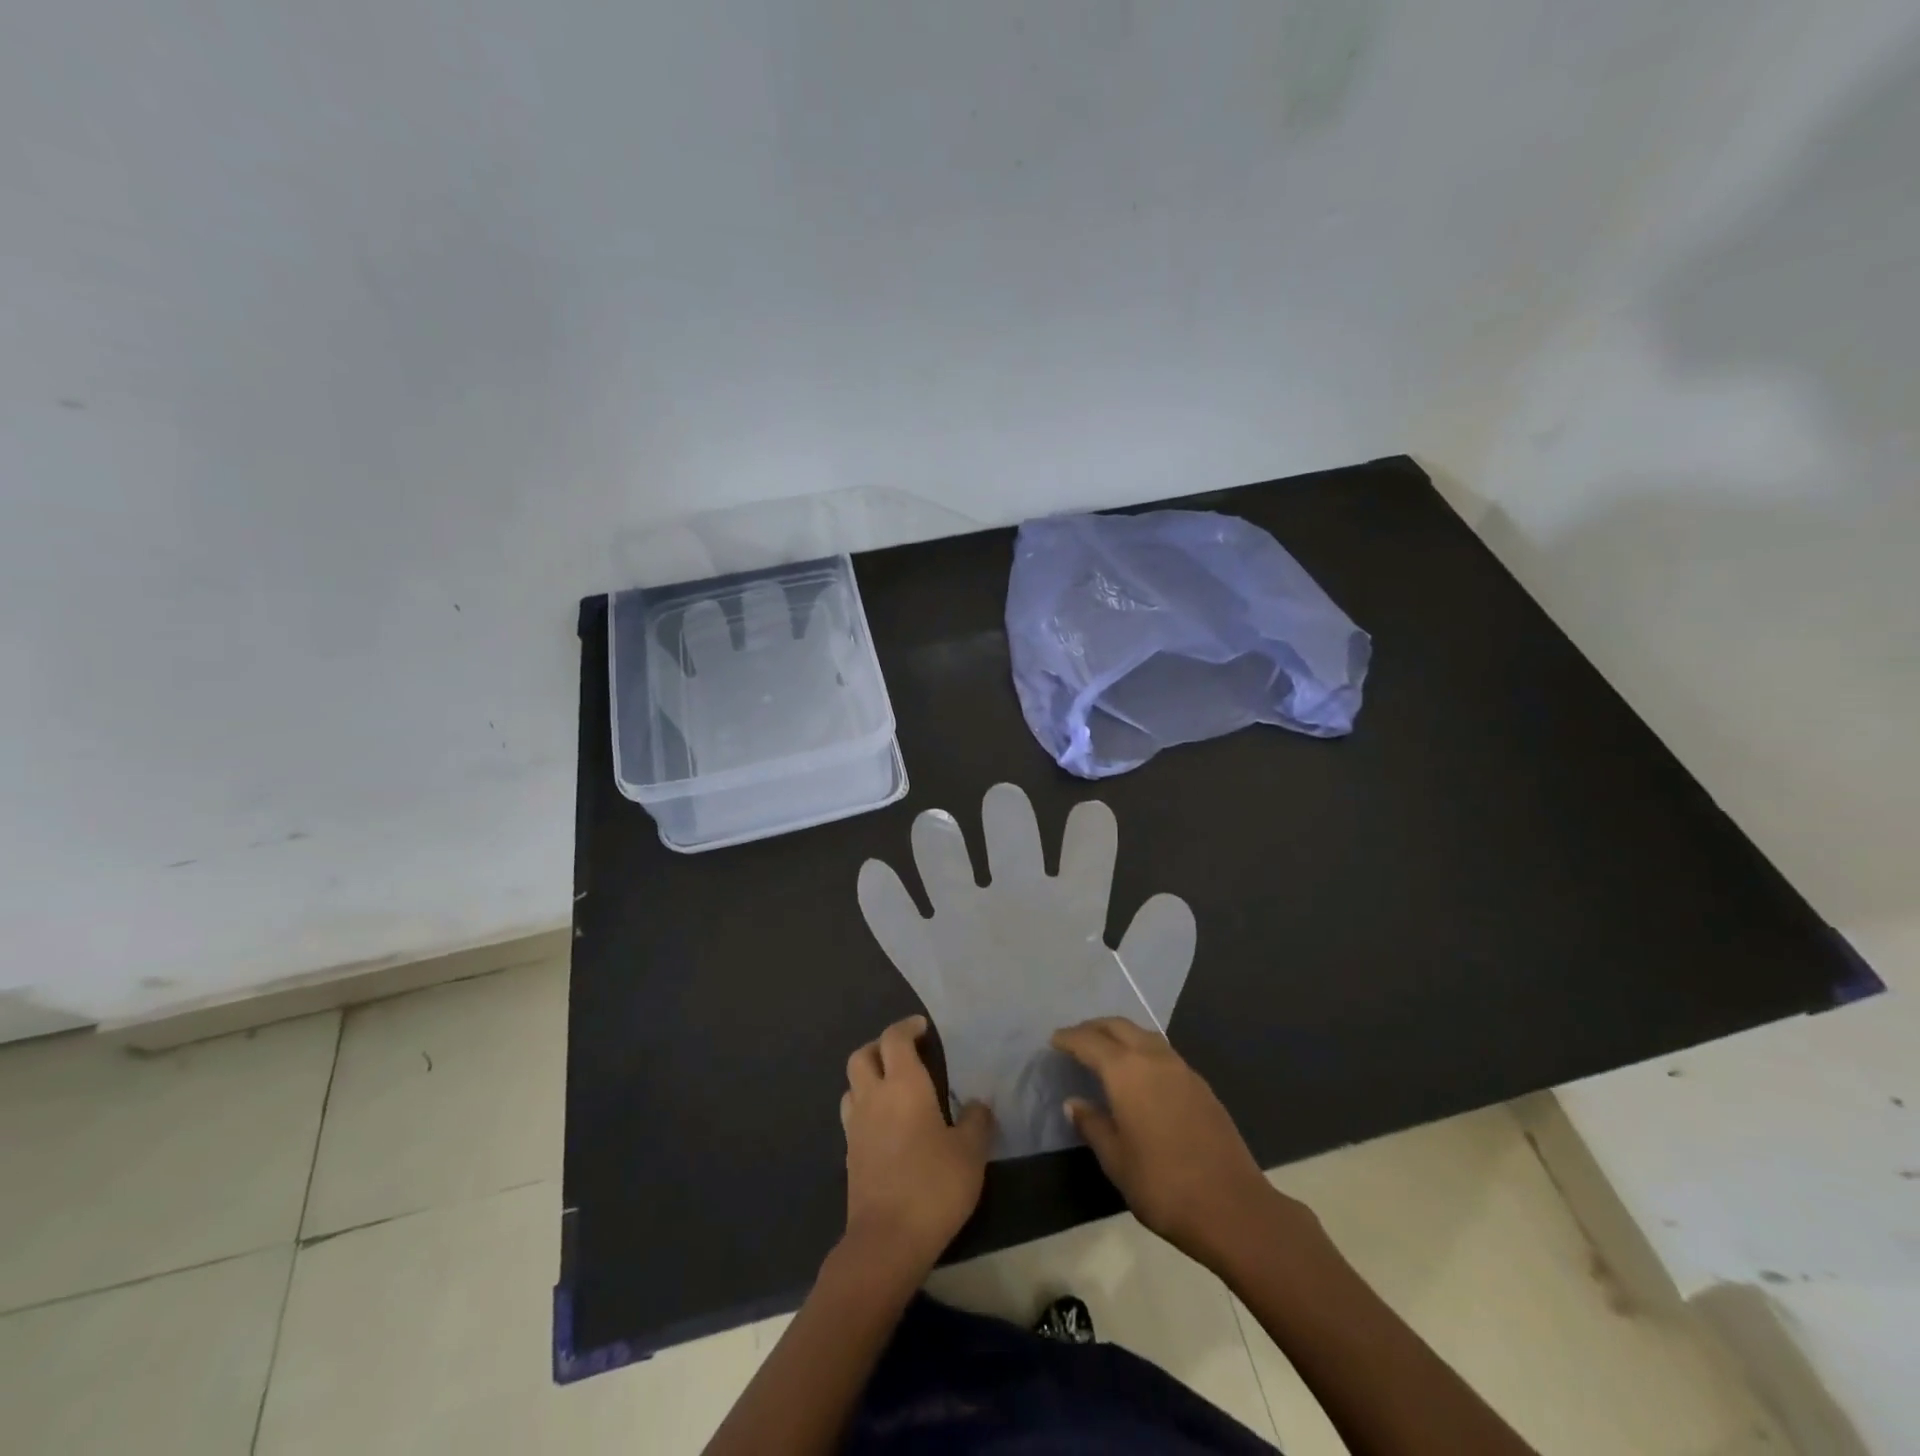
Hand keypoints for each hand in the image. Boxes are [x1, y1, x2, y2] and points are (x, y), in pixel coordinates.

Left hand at [840, 1015, 994, 1276]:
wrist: (886, 1240)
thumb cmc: (933, 1186)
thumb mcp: (971, 1153)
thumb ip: (976, 1122)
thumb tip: (977, 1106)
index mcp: (903, 1085)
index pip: (895, 1039)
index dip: (907, 1027)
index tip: (922, 1028)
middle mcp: (874, 1097)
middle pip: (862, 1056)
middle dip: (880, 1046)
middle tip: (904, 1053)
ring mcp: (856, 1126)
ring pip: (852, 1085)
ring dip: (868, 1077)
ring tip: (893, 1088)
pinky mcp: (850, 1154)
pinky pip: (853, 1115)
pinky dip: (866, 1107)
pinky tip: (887, 1125)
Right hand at [1052, 1018, 1314, 1270]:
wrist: (1233, 1208)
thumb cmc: (1163, 1185)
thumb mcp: (1116, 1161)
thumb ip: (1093, 1125)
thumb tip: (1075, 1103)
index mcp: (1126, 1071)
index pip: (1090, 1042)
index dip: (1069, 1038)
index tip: (1054, 1040)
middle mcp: (1154, 1059)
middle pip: (1118, 1027)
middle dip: (1094, 1028)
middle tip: (1076, 1039)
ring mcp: (1182, 1069)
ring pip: (1144, 1035)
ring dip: (1121, 1035)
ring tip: (1105, 1051)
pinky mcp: (1201, 1085)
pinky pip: (1163, 1052)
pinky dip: (1143, 1051)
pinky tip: (1140, 1074)